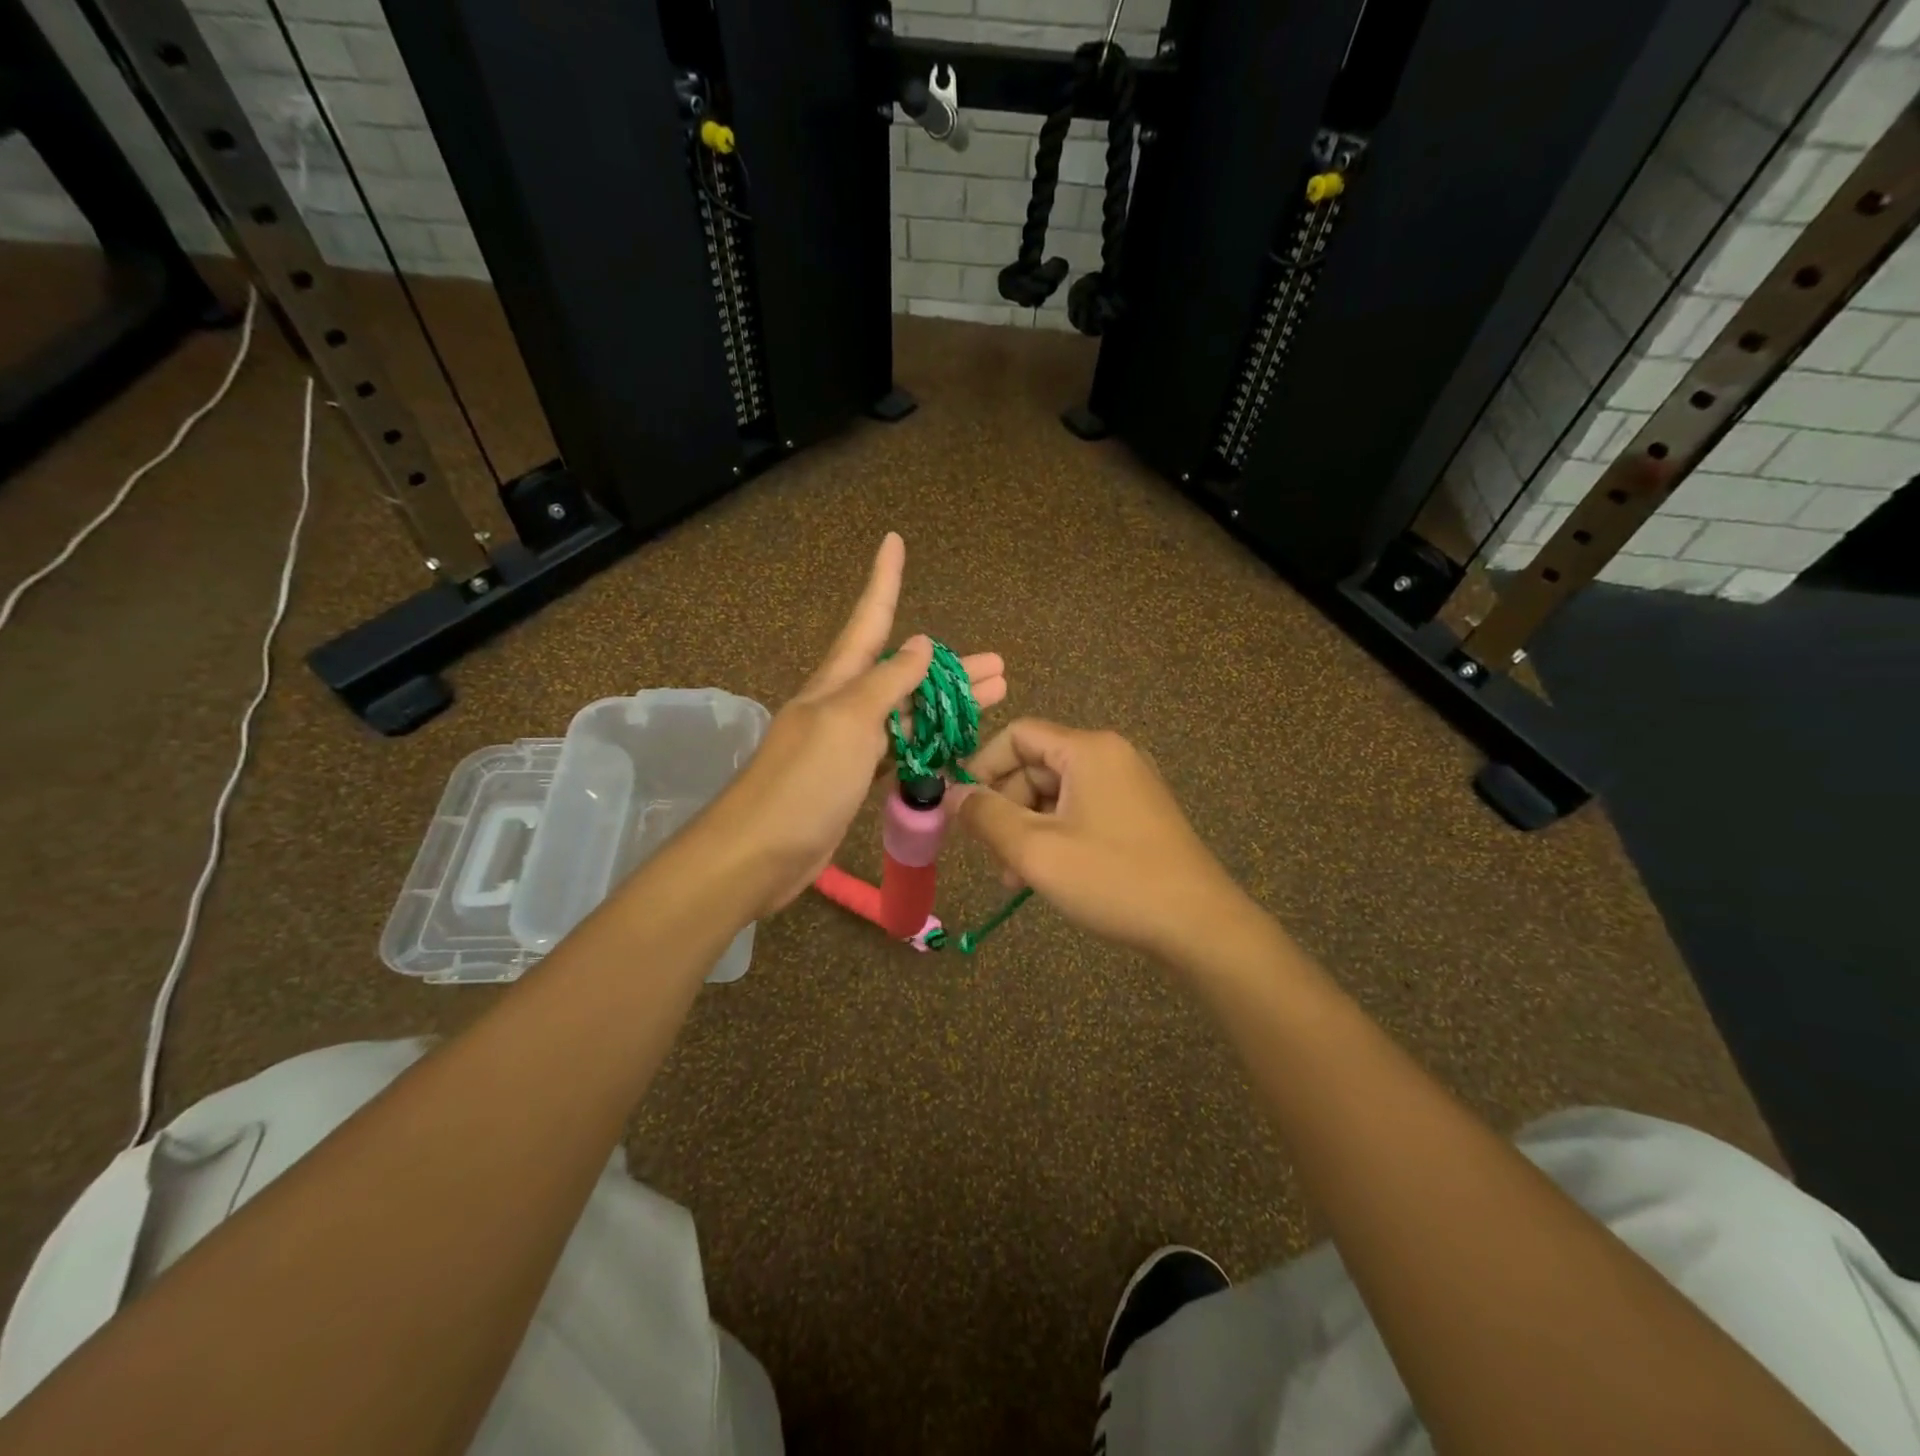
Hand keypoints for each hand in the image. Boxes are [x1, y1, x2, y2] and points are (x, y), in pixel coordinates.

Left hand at [705, 532, 1004, 917]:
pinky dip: (928, 743)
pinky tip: (954, 742)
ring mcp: (850, 745)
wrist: (759, 853)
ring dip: (947, 704)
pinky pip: (900, 751)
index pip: (869, 619)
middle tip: (998, 664)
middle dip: (947, 666)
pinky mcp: (854, 781)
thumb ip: (886, 683)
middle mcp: (844, 705)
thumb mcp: (848, 721)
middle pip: (903, 674)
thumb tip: (919, 643)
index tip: (894, 540)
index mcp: (838, 681)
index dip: (884, 580)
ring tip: (996, 697)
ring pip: (908, 715)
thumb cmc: (804, 781)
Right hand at [948, 719, 1248, 963]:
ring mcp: (1128, 785)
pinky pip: (1081, 811)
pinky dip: (1056, 835)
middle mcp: (1110, 755)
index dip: (982, 766)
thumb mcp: (1037, 850)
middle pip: (1036, 765)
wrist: (1199, 924)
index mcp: (1088, 750)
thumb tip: (951, 794)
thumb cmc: (1113, 879)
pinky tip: (1046, 876)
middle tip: (991, 855)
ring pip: (1056, 793)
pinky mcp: (1138, 814)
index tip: (961, 808)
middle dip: (1005, 807)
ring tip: (1014, 877)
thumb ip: (986, 817)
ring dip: (1027, 828)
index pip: (1018, 735)